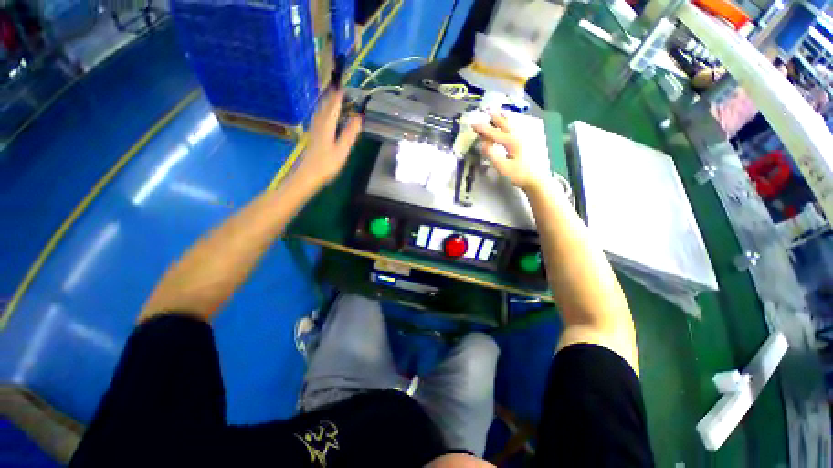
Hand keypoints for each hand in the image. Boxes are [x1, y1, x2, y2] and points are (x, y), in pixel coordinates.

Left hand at [296, 88, 362, 186]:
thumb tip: (359, 118)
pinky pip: (318, 119)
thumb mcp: (342, 150)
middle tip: (338, 89)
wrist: (307, 175)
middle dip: (331, 97)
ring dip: (326, 104)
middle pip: (324, 107)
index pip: (333, 106)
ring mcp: (314, 131)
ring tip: (331, 98)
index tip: (344, 87)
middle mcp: (319, 124)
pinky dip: (322, 113)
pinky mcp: (312, 137)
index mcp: (327, 125)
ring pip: (320, 112)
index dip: (338, 96)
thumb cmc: (326, 164)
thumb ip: (350, 133)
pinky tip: (323, 116)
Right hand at [473, 113, 540, 190]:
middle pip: (505, 124)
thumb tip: (483, 144)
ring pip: (513, 125)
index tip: (473, 124)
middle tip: (487, 111)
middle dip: (495, 118)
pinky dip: (511, 124)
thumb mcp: (502, 167)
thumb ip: (492, 154)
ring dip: (504, 119)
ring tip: (499, 112)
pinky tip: (511, 124)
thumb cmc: (518, 175)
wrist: (537, 180)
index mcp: (511, 142)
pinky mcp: (528, 143)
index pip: (494, 133)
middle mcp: (518, 136)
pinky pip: (518, 129)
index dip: (482, 129)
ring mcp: (525, 138)